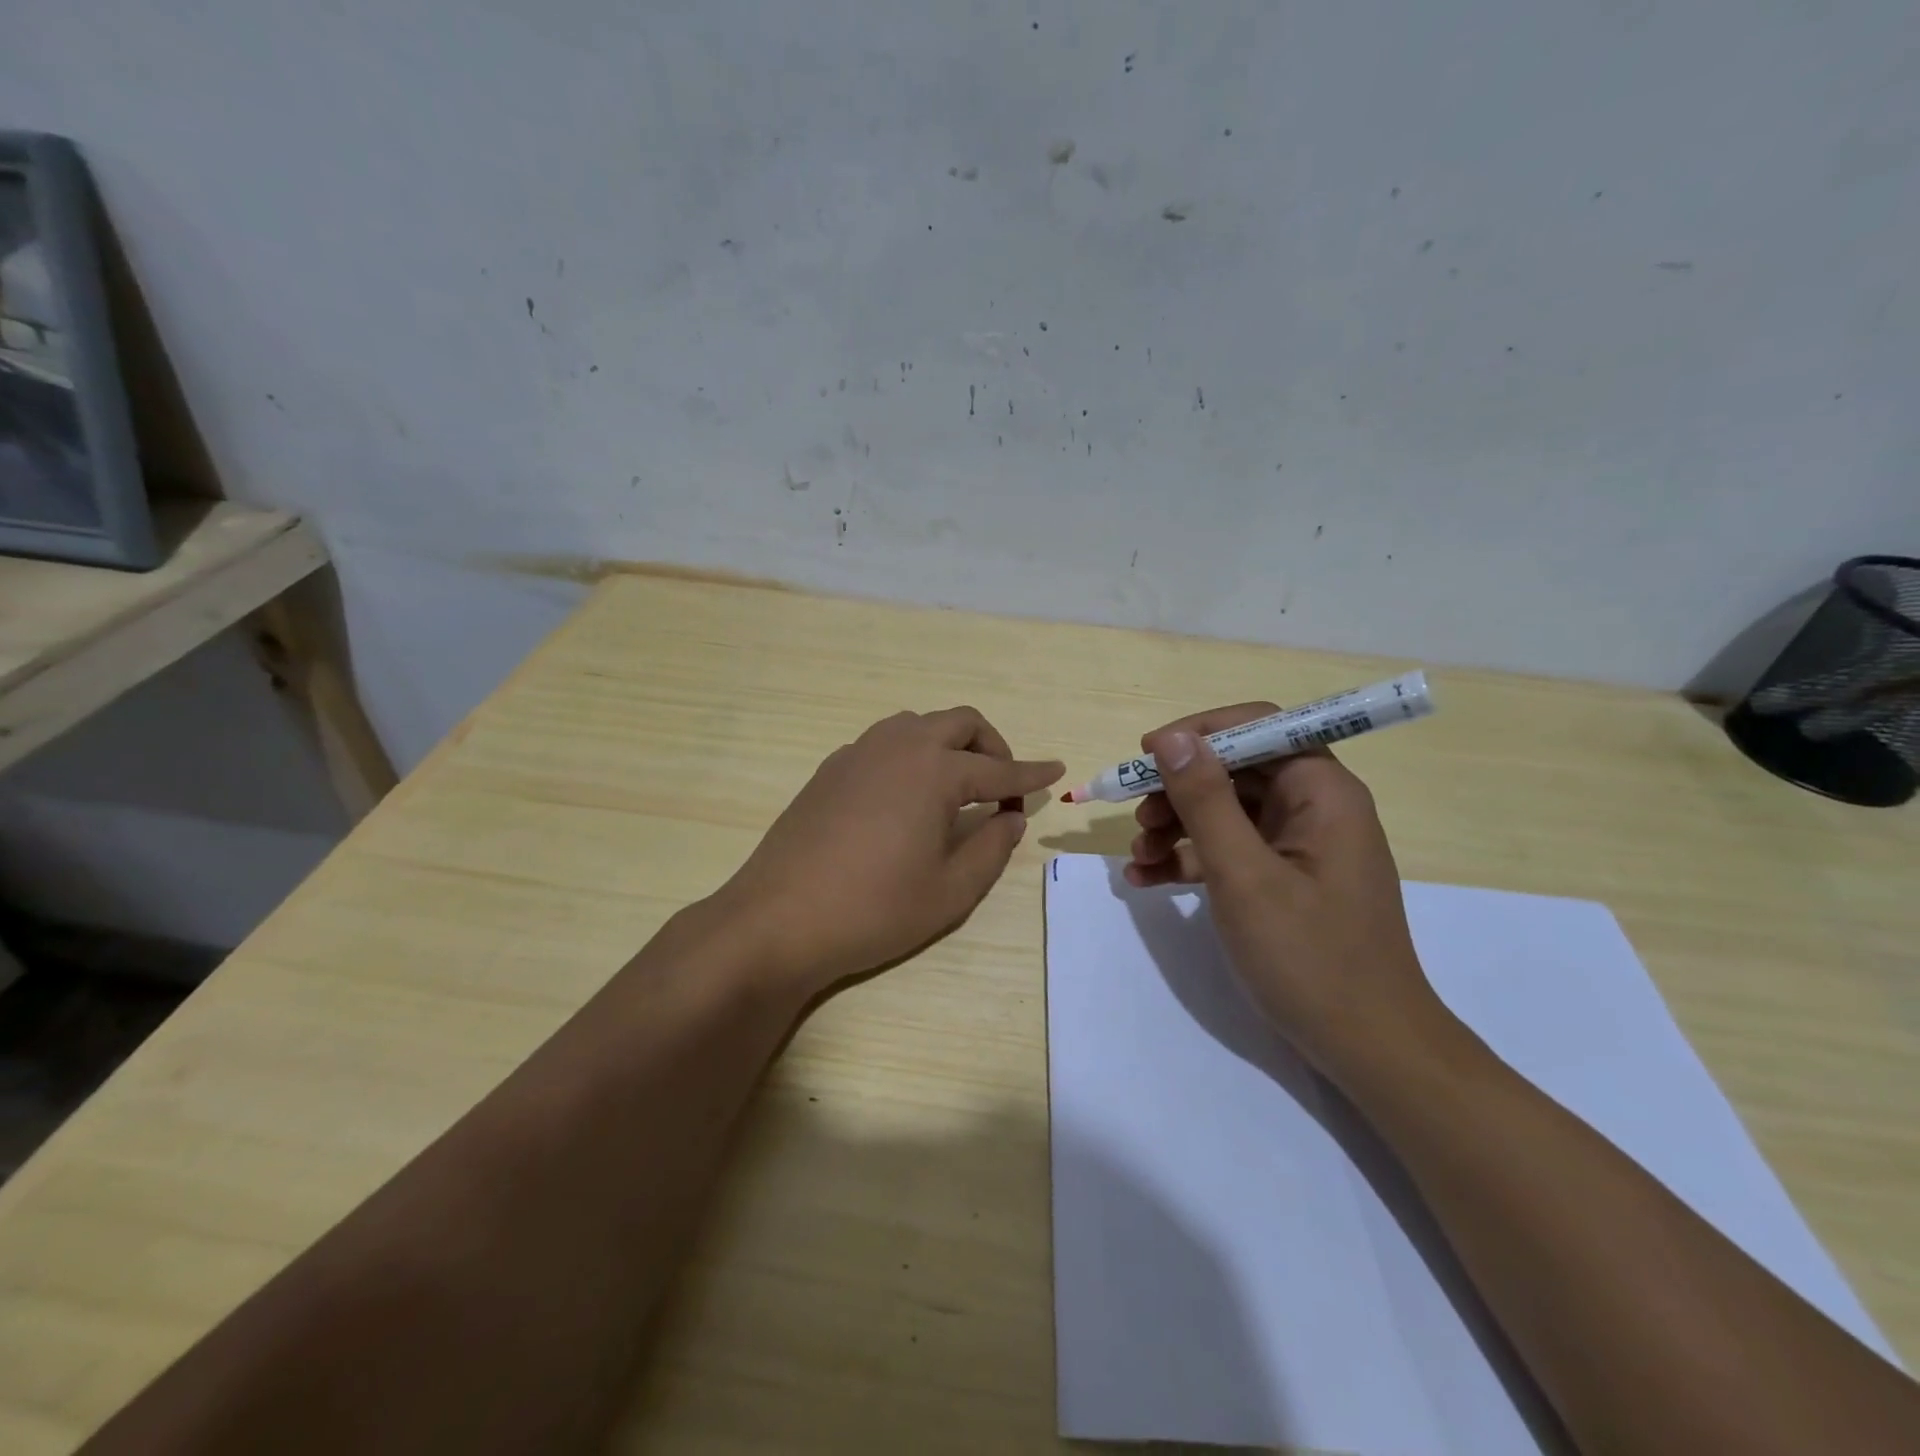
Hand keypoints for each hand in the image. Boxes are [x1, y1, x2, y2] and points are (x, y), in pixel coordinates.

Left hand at [716, 708, 1062, 996]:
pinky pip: (883, 744)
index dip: (1031, 774)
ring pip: (917, 725)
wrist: (778, 919)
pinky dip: (910, 756)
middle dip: (991, 746)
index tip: (1056, 771)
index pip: (998, 770)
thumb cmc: (873, 909)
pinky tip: (905, 797)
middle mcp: (897, 746)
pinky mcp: (830, 770)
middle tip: (1002, 785)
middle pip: (959, 723)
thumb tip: (1008, 820)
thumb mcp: (949, 891)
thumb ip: (991, 849)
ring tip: (956, 788)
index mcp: (934, 771)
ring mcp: (857, 753)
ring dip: (948, 745)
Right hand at [1125, 704, 1448, 1080]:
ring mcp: (1298, 846)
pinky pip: (1230, 851)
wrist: (1368, 1048)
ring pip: (1226, 811)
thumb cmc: (1309, 956)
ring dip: (1176, 826)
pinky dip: (1190, 859)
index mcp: (1321, 792)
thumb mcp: (1244, 875)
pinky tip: (1147, 880)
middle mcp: (1314, 807)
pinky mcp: (1285, 879)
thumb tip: (1173, 738)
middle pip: (1234, 770)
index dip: (1198, 733)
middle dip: (1179, 789)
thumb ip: (1205, 801)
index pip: (1257, 726)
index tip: (1146, 756)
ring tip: (1138, 856)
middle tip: (1137, 817)